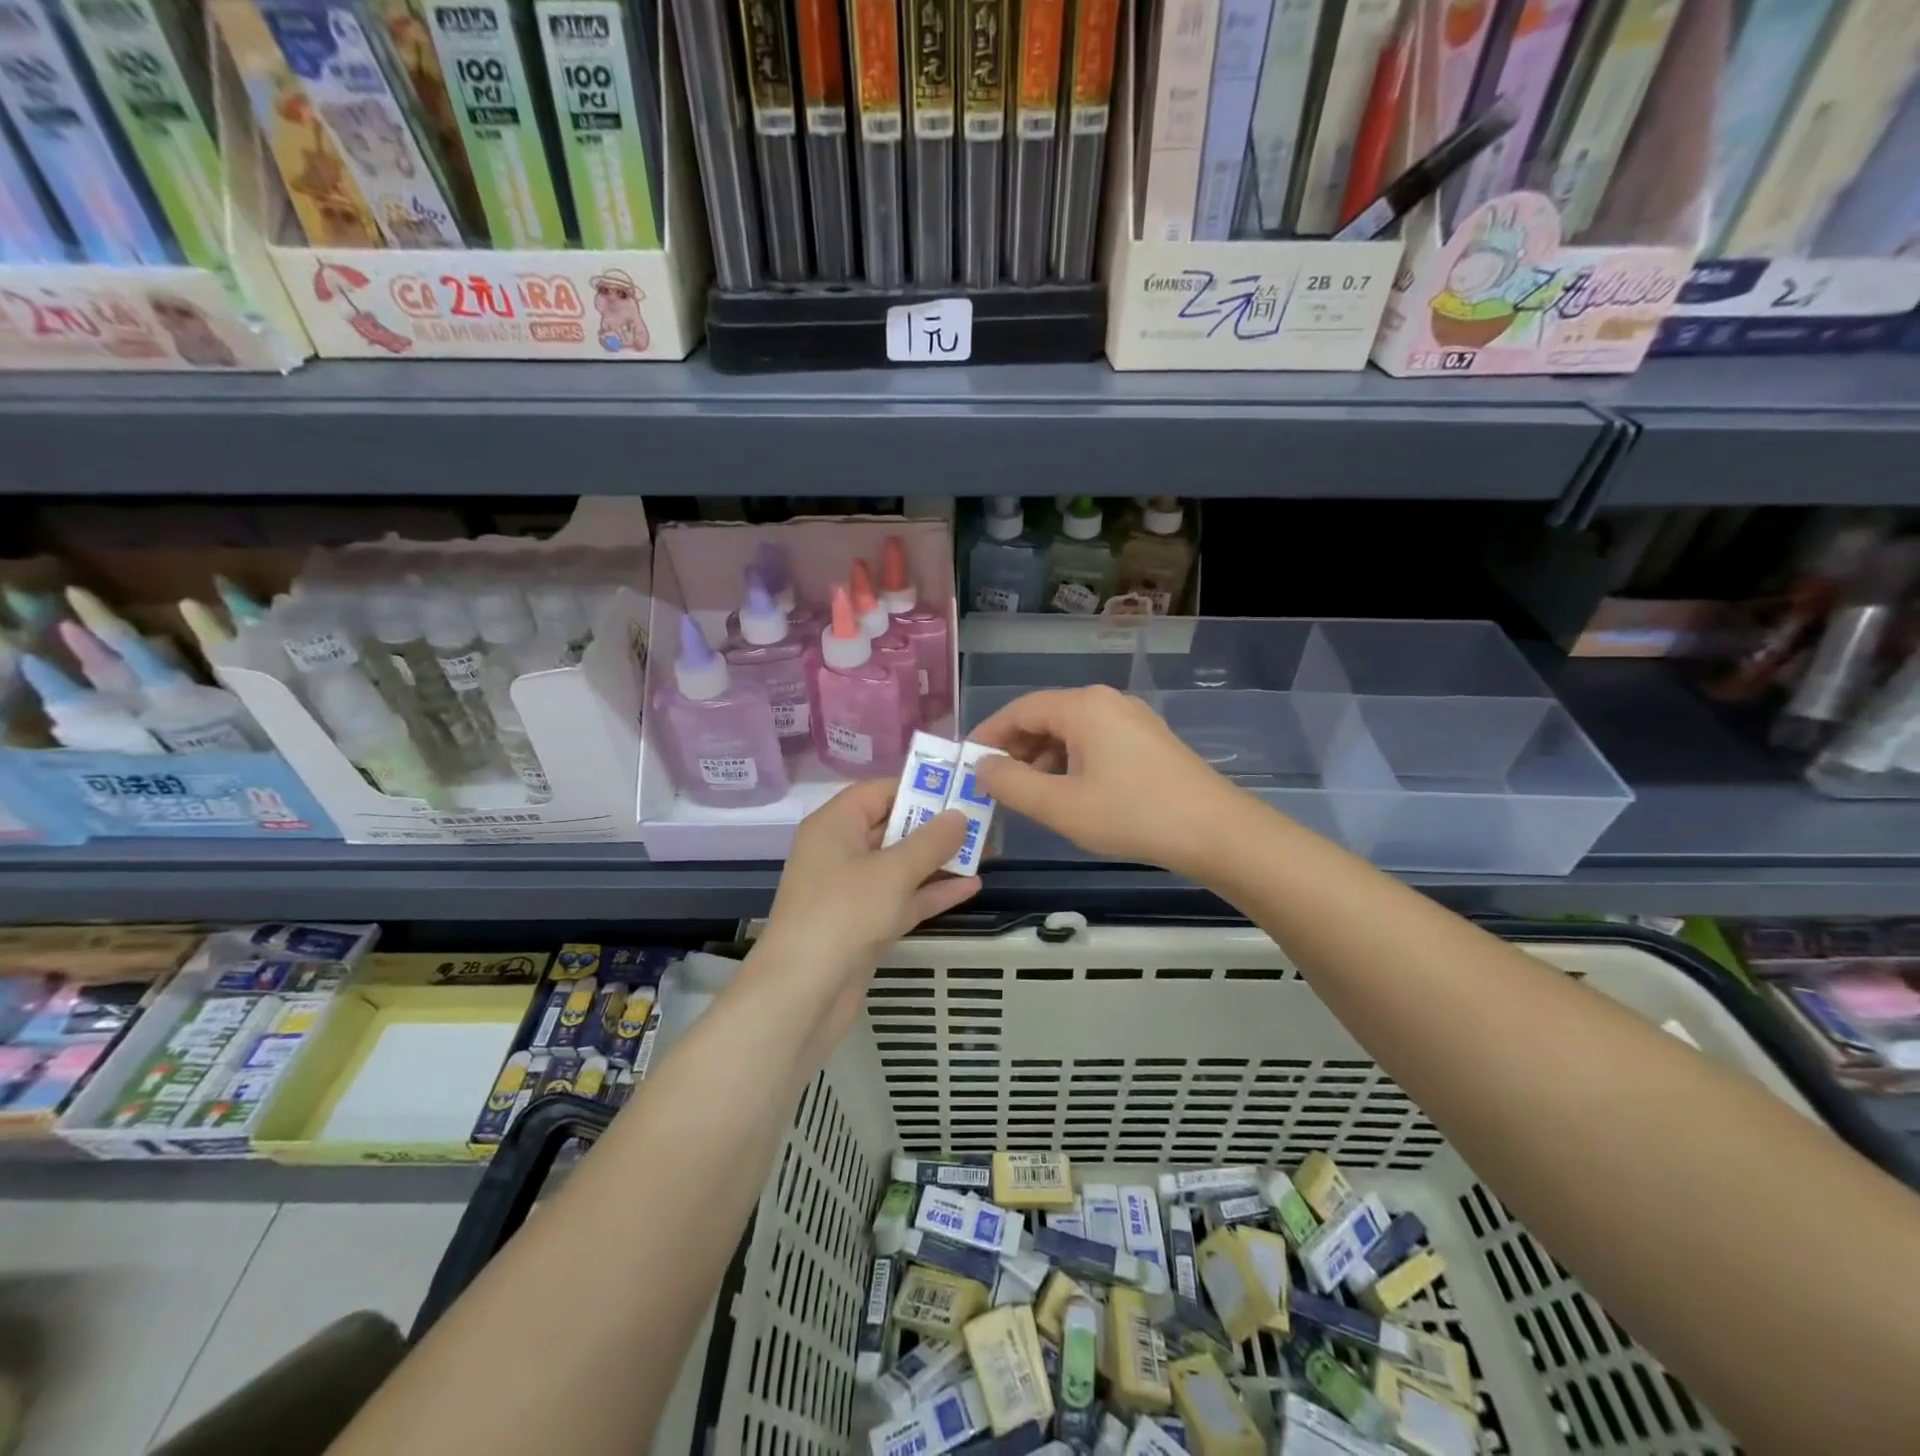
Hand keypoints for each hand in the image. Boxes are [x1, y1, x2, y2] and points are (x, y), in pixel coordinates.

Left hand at [759, 778, 980, 1040]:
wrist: (802, 995)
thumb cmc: (843, 915)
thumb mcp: (892, 872)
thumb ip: (930, 841)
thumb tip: (959, 815)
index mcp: (835, 826)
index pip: (879, 792)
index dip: (918, 787)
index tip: (960, 788)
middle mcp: (840, 852)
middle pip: (892, 828)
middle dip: (936, 826)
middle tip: (983, 820)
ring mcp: (852, 892)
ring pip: (901, 866)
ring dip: (939, 860)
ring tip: (986, 851)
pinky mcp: (864, 926)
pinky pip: (902, 899)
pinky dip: (932, 893)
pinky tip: (972, 887)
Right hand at [972, 686, 1243, 876]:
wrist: (1214, 831)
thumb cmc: (1131, 815)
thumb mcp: (1059, 805)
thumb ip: (1011, 784)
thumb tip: (981, 766)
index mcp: (1083, 706)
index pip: (1020, 710)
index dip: (988, 735)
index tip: (966, 763)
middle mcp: (1106, 701)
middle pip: (1045, 718)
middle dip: (1015, 750)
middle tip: (993, 784)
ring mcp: (1131, 719)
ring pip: (1071, 732)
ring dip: (1043, 760)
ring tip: (1027, 796)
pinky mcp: (1147, 740)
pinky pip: (1095, 743)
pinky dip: (1070, 764)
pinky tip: (1067, 795)